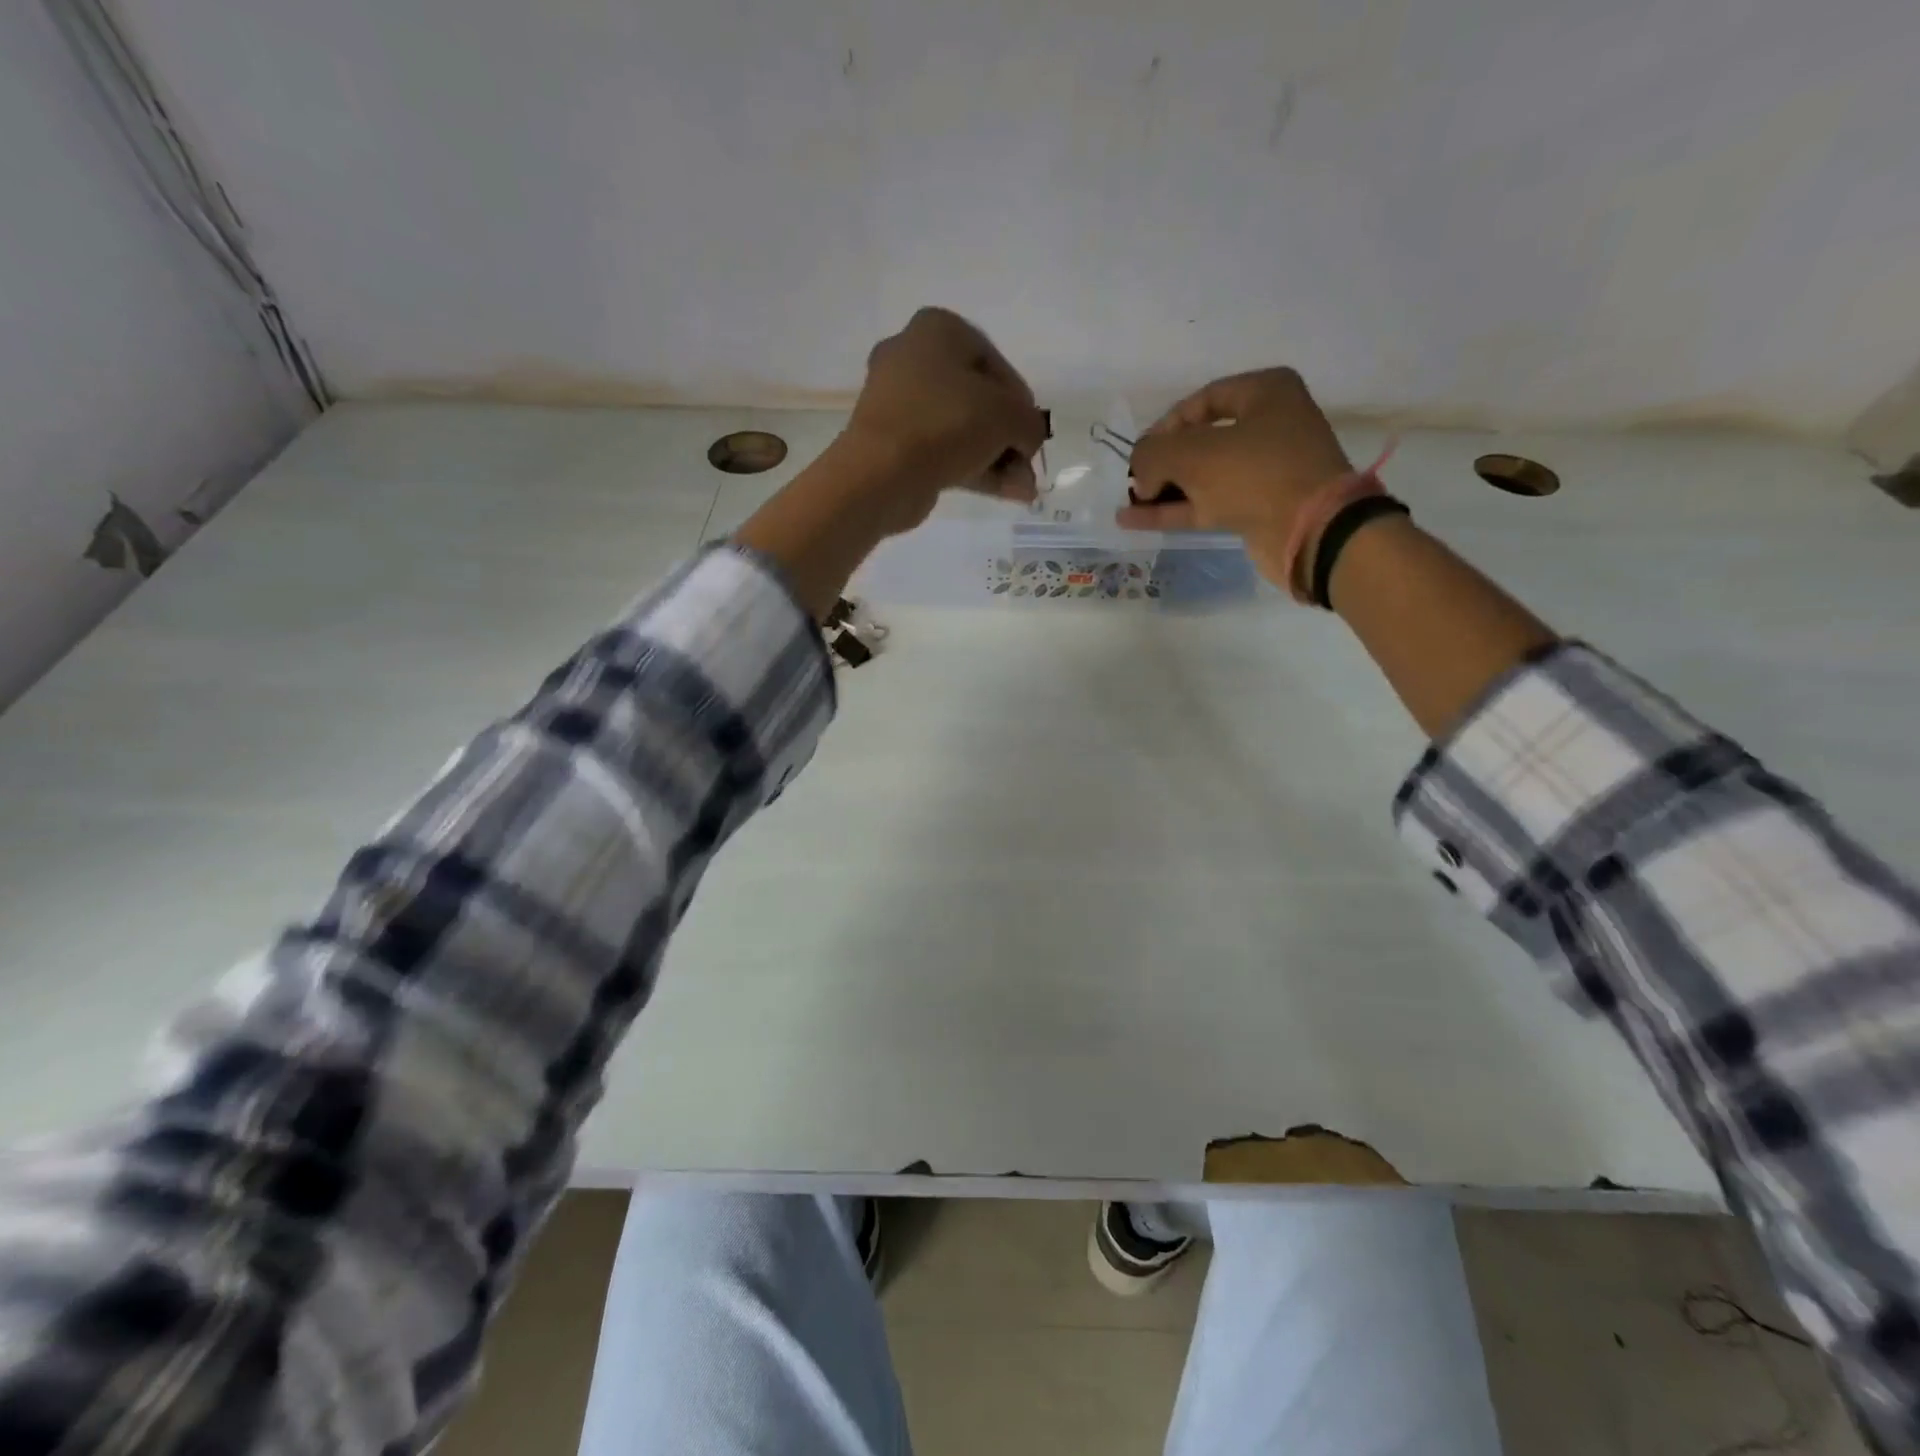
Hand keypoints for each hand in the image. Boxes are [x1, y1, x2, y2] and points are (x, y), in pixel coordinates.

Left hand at [839, 307, 1048, 534]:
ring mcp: (899, 404)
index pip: (995, 363)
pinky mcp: (893, 443)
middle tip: (1028, 467)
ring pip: (962, 430)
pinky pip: (942, 451)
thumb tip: (1028, 439)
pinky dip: (974, 469)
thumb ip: (1031, 422)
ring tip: (1024, 491)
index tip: (1033, 434)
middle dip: (1009, 438)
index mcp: (938, 329)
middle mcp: (913, 358)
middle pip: (978, 400)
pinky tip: (1007, 494)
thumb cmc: (946, 423)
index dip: (1021, 403)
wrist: (881, 473)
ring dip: (997, 459)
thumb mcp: (1008, 415)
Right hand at [1121, 369, 1352, 590]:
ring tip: (1127, 503)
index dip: (1164, 426)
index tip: (1138, 452)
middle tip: (1133, 480)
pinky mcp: (1257, 508)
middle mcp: (1268, 426)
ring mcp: (1264, 470)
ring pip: (1202, 476)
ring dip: (1164, 490)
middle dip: (1162, 461)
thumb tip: (1139, 471)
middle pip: (1200, 440)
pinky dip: (1174, 511)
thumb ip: (1153, 453)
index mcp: (1265, 393)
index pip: (1201, 401)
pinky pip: (1207, 503)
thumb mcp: (1192, 454)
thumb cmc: (1255, 474)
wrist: (1310, 531)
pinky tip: (1135, 520)